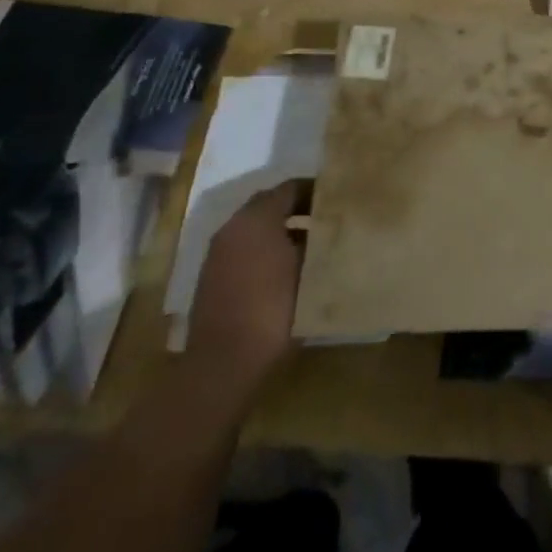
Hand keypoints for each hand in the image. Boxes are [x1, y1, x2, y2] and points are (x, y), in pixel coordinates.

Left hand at [187, 182, 309, 397]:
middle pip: (269, 204)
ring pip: (255, 228)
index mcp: (256, 218)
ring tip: (312, 244)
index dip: (316, 189)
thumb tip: (330, 230)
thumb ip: (318, 243)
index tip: (340, 198)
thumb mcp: (308, 271)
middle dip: (298, 208)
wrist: (223, 364)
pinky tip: (286, 270)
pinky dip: (264, 249)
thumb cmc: (273, 309)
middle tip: (327, 218)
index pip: (290, 188)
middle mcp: (233, 228)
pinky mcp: (212, 278)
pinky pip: (244, 249)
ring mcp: (218, 253)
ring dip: (280, 230)